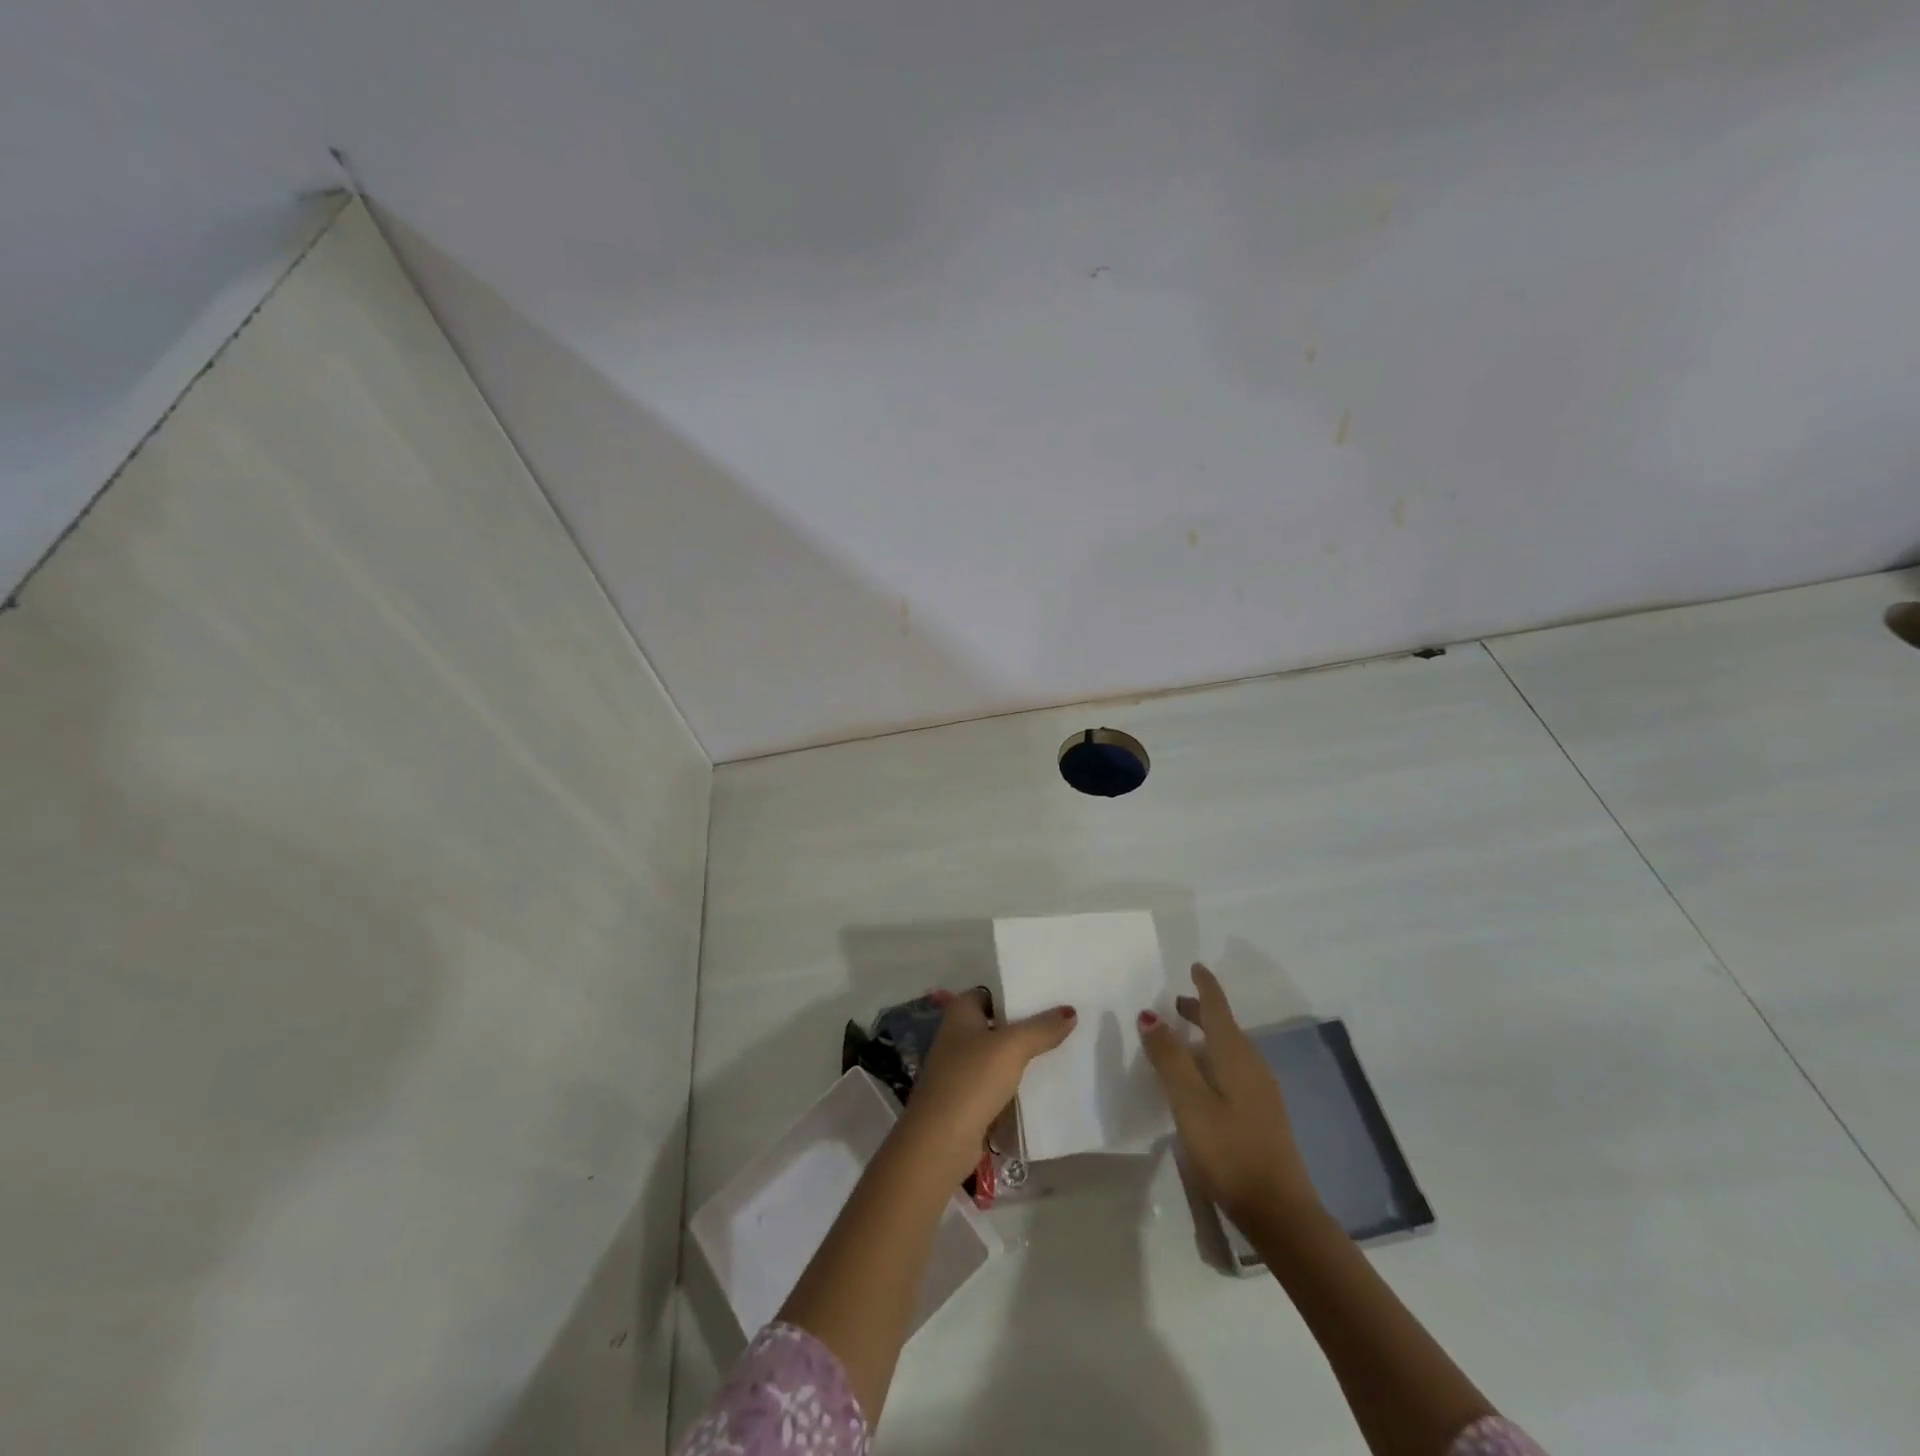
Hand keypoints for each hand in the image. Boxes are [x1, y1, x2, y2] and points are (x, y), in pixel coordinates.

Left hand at [901, 989, 1076, 1179]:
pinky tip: (1043, 1083)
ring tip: (1061, 1049)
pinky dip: (1016, 1081)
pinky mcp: (968, 1097)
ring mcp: (961, 1068)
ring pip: (999, 1054)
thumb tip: (1070, 1011)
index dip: (1017, 993)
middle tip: (1063, 1021)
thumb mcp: (1012, 1047)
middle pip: (997, 1023)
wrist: (941, 1141)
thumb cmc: (972, 1080)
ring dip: (1023, 1055)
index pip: (992, 992)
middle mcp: (957, 1035)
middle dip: (1026, 1024)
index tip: (1049, 995)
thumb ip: (1042, 1028)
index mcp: (960, 1012)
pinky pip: (998, 1081)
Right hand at [1139, 963, 1320, 1230]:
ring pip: (1230, 1048)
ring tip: (1182, 1038)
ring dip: (1206, 1035)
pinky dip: (1214, 1058)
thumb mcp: (1188, 1101)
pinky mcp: (1262, 1114)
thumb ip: (1169, 1056)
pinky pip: (1235, 1068)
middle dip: (1201, 1010)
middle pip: (1225, 1026)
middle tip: (1175, 1003)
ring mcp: (1261, 1090)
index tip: (1195, 966)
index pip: (1217, 1007)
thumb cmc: (1229, 1149)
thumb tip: (1151, 1013)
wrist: (1280, 1210)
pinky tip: (1202, 1079)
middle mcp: (1252, 1064)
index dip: (1205, 985)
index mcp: (1234, 1054)